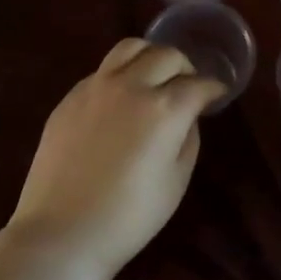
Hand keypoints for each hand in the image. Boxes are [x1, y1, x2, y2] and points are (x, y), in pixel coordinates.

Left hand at [8, 39, 225, 277]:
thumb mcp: (176, 180)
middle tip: (188, 86)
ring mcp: (96, 86)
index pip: (199, 84)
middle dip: (185, 68)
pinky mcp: (70, 97)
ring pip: (130, 47)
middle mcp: (131, 85)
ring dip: (151, 56)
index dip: (213, 88)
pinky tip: (120, 99)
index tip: (217, 94)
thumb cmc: (130, 216)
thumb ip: (188, 138)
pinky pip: (102, 70)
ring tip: (154, 77)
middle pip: (167, 55)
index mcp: (165, 108)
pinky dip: (121, 74)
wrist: (63, 231)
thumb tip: (186, 116)